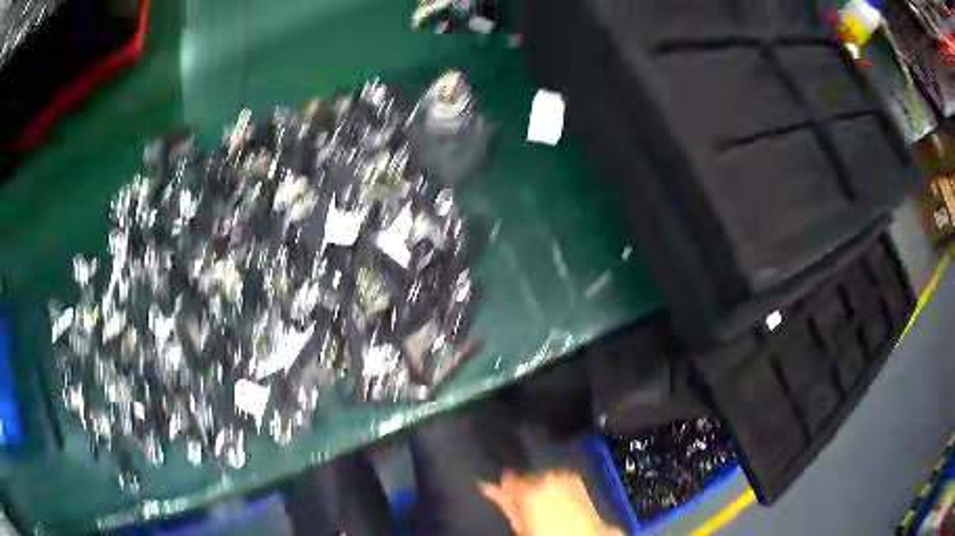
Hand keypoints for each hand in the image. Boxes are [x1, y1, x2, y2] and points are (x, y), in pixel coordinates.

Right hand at [480, 470, 624, 535]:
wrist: (584, 534)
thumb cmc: (547, 534)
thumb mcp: (520, 525)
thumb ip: (504, 503)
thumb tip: (486, 486)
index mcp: (527, 489)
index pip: (507, 478)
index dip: (506, 487)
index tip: (508, 496)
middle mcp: (544, 476)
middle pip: (526, 476)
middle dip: (526, 487)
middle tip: (530, 506)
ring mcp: (562, 475)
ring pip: (543, 476)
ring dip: (542, 485)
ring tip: (547, 503)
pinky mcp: (575, 477)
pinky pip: (559, 477)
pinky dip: (556, 484)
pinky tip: (560, 498)